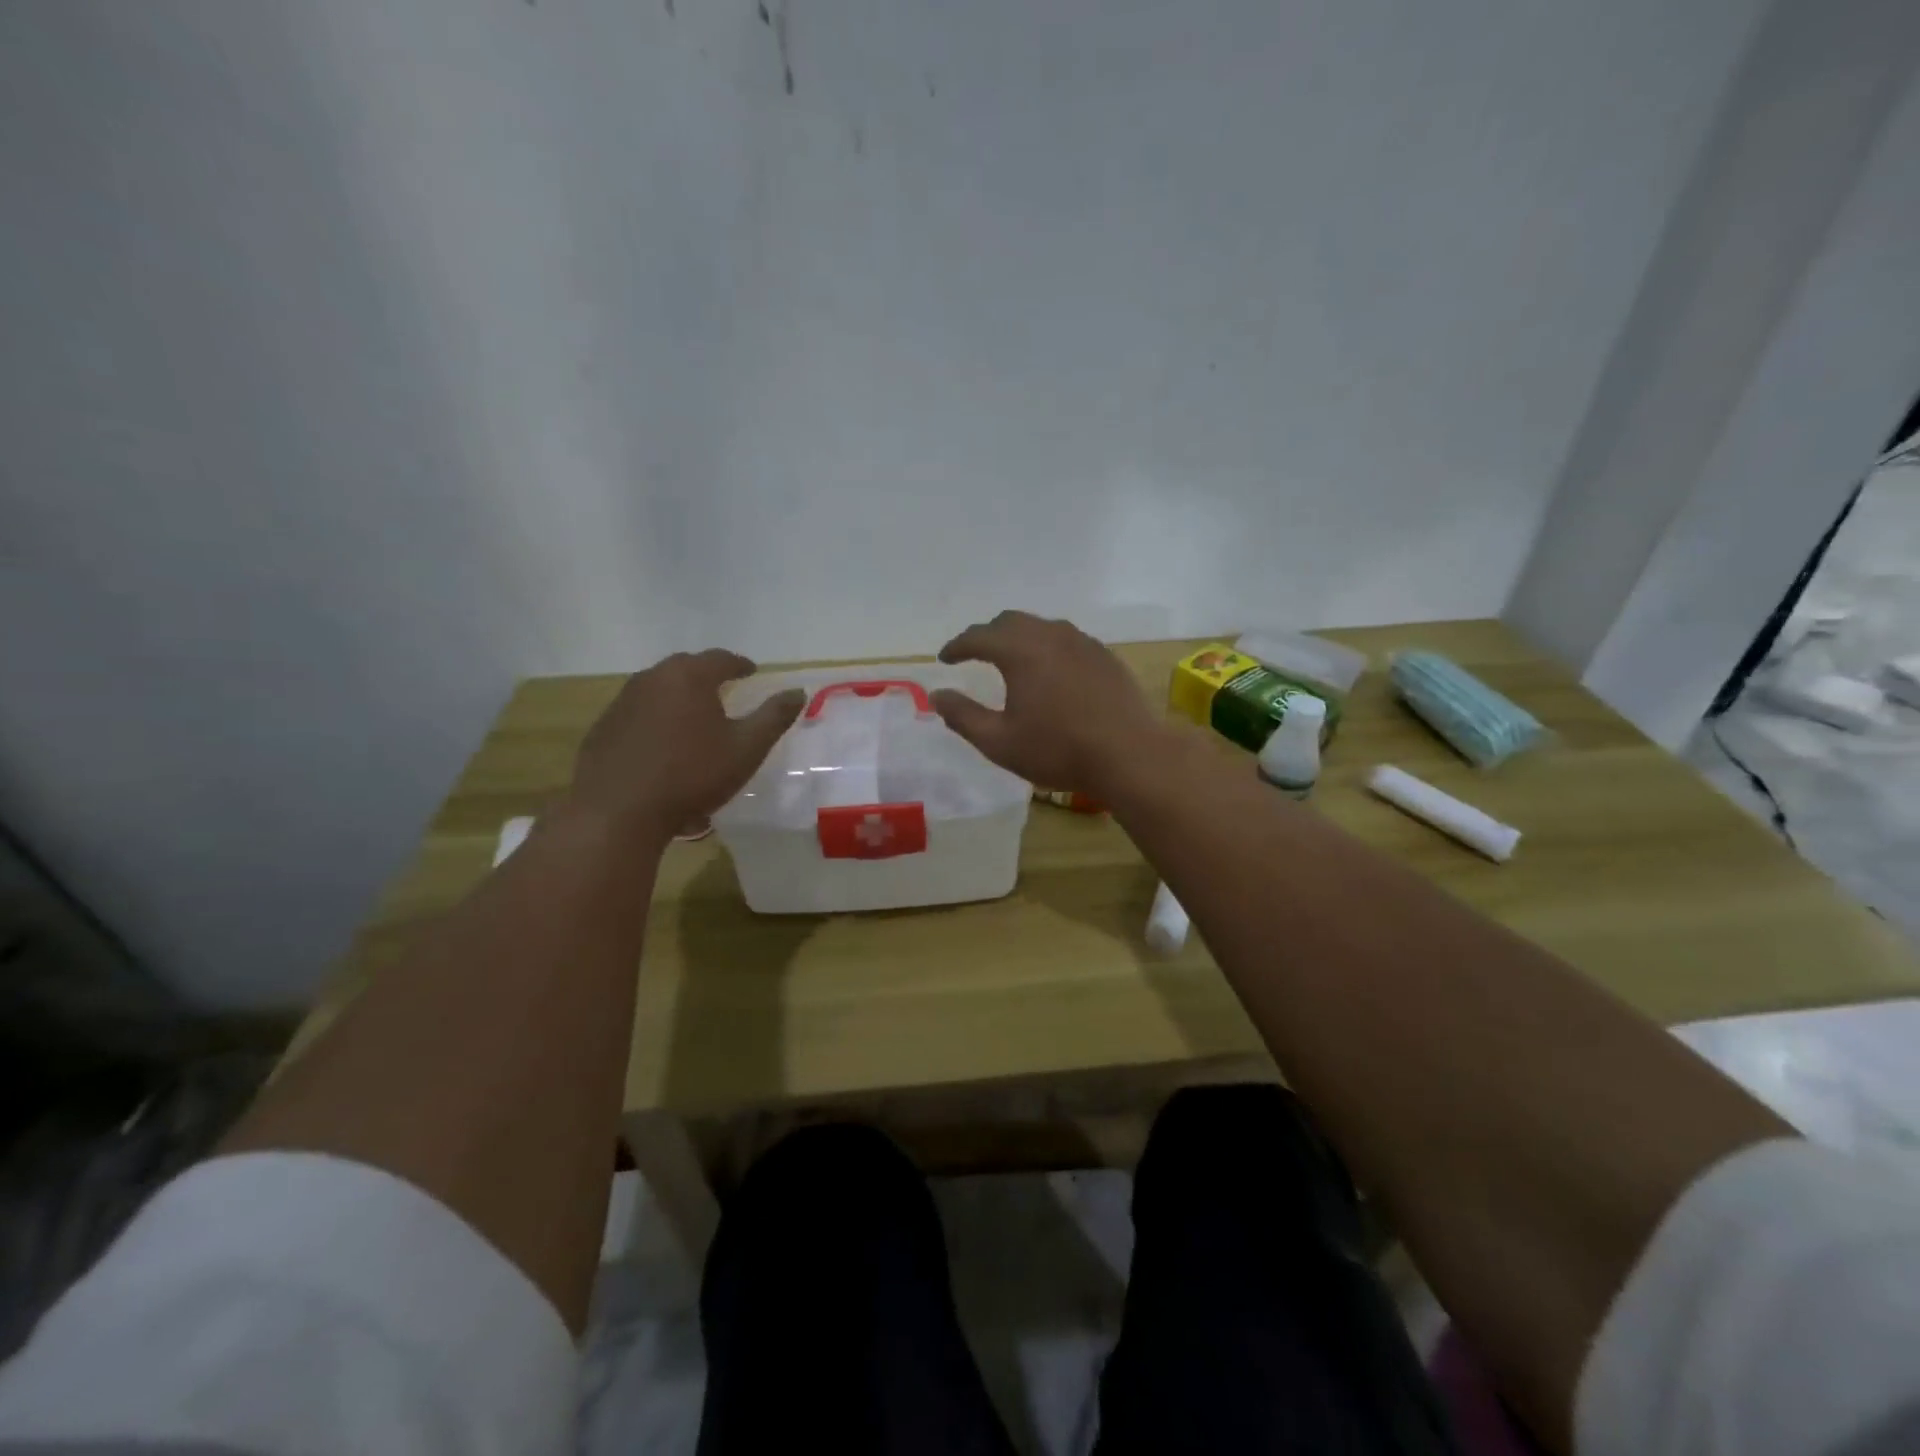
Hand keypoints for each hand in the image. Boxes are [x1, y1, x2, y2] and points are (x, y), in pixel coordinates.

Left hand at [560, 650, 803, 844]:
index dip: (740, 664)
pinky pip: (638, 713)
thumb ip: (774, 717)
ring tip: (695, 717)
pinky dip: (656, 718)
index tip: (751, 672)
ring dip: (679, 697)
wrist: (618, 812)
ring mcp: (622, 702)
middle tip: (724, 689)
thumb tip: (797, 691)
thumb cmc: (692, 775)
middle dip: (707, 676)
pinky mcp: (603, 728)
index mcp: (689, 677)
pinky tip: (663, 744)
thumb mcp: (746, 748)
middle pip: (685, 667)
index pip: (720, 658)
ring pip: (658, 689)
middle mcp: (652, 678)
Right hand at [932, 611, 1171, 794]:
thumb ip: (963, 716)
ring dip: (1019, 637)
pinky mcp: (1105, 656)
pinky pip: (1066, 640)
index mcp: (1021, 651)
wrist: (1129, 755)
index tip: (944, 659)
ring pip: (1041, 627)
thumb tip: (937, 696)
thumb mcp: (999, 742)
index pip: (979, 636)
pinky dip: (1047, 647)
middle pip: (1010, 621)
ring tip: (1010, 659)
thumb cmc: (1058, 750)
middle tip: (974, 653)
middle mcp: (1051, 635)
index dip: (957, 646)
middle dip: (987, 635)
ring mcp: (1083, 642)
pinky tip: (1050, 671)